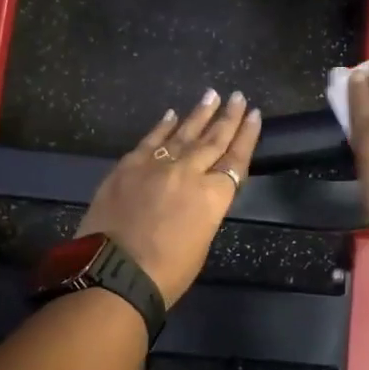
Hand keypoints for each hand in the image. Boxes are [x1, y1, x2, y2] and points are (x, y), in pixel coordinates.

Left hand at [77, 90, 261, 305]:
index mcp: (212, 196)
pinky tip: (172, 114)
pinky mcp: (128, 166)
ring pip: (184, 133)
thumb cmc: (166, 274)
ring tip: (212, 95)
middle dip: (228, 117)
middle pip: (213, 140)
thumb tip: (198, 195)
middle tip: (239, 97)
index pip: (236, 159)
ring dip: (200, 114)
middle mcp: (189, 173)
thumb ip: (203, 210)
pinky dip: (163, 126)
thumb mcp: (201, 243)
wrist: (113, 275)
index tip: (255, 115)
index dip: (247, 136)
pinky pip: (150, 140)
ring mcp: (156, 166)